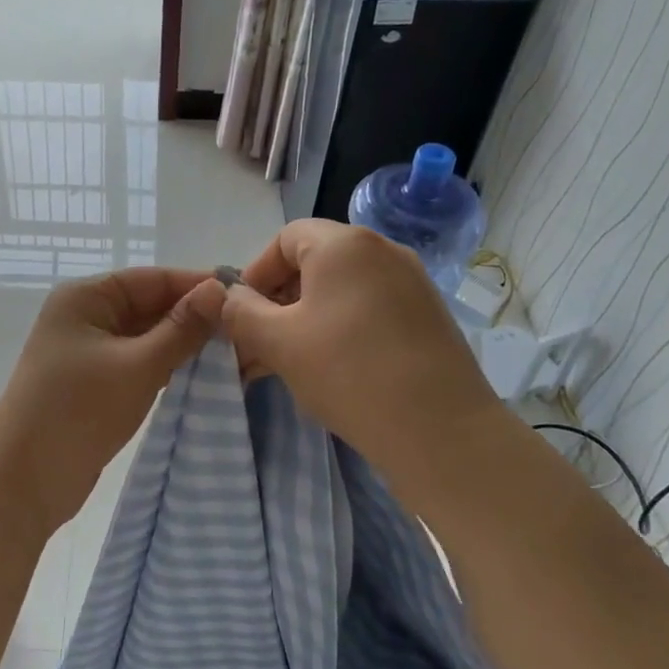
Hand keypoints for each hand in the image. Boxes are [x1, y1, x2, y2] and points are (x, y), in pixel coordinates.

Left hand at [0, 268, 225, 532]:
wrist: (24, 480)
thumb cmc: (78, 411)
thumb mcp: (138, 366)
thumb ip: (182, 328)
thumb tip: (221, 288)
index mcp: (86, 297)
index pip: (153, 279)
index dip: (198, 285)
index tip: (247, 296)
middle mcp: (86, 316)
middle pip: (150, 306)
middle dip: (195, 318)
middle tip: (248, 331)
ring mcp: (89, 352)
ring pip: (147, 338)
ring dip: (185, 346)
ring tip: (236, 354)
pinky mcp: (95, 384)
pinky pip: (139, 364)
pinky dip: (167, 368)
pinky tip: (204, 377)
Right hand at [202, 220, 504, 496]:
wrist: (441, 430)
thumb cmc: (349, 373)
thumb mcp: (278, 342)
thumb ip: (241, 313)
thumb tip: (228, 297)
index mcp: (345, 244)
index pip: (285, 238)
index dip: (255, 273)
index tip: (241, 315)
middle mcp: (383, 251)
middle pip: (314, 264)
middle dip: (277, 303)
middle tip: (258, 347)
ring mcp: (412, 284)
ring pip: (341, 292)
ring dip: (305, 321)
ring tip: (287, 366)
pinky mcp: (428, 318)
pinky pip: (370, 311)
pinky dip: (341, 331)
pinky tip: (330, 372)